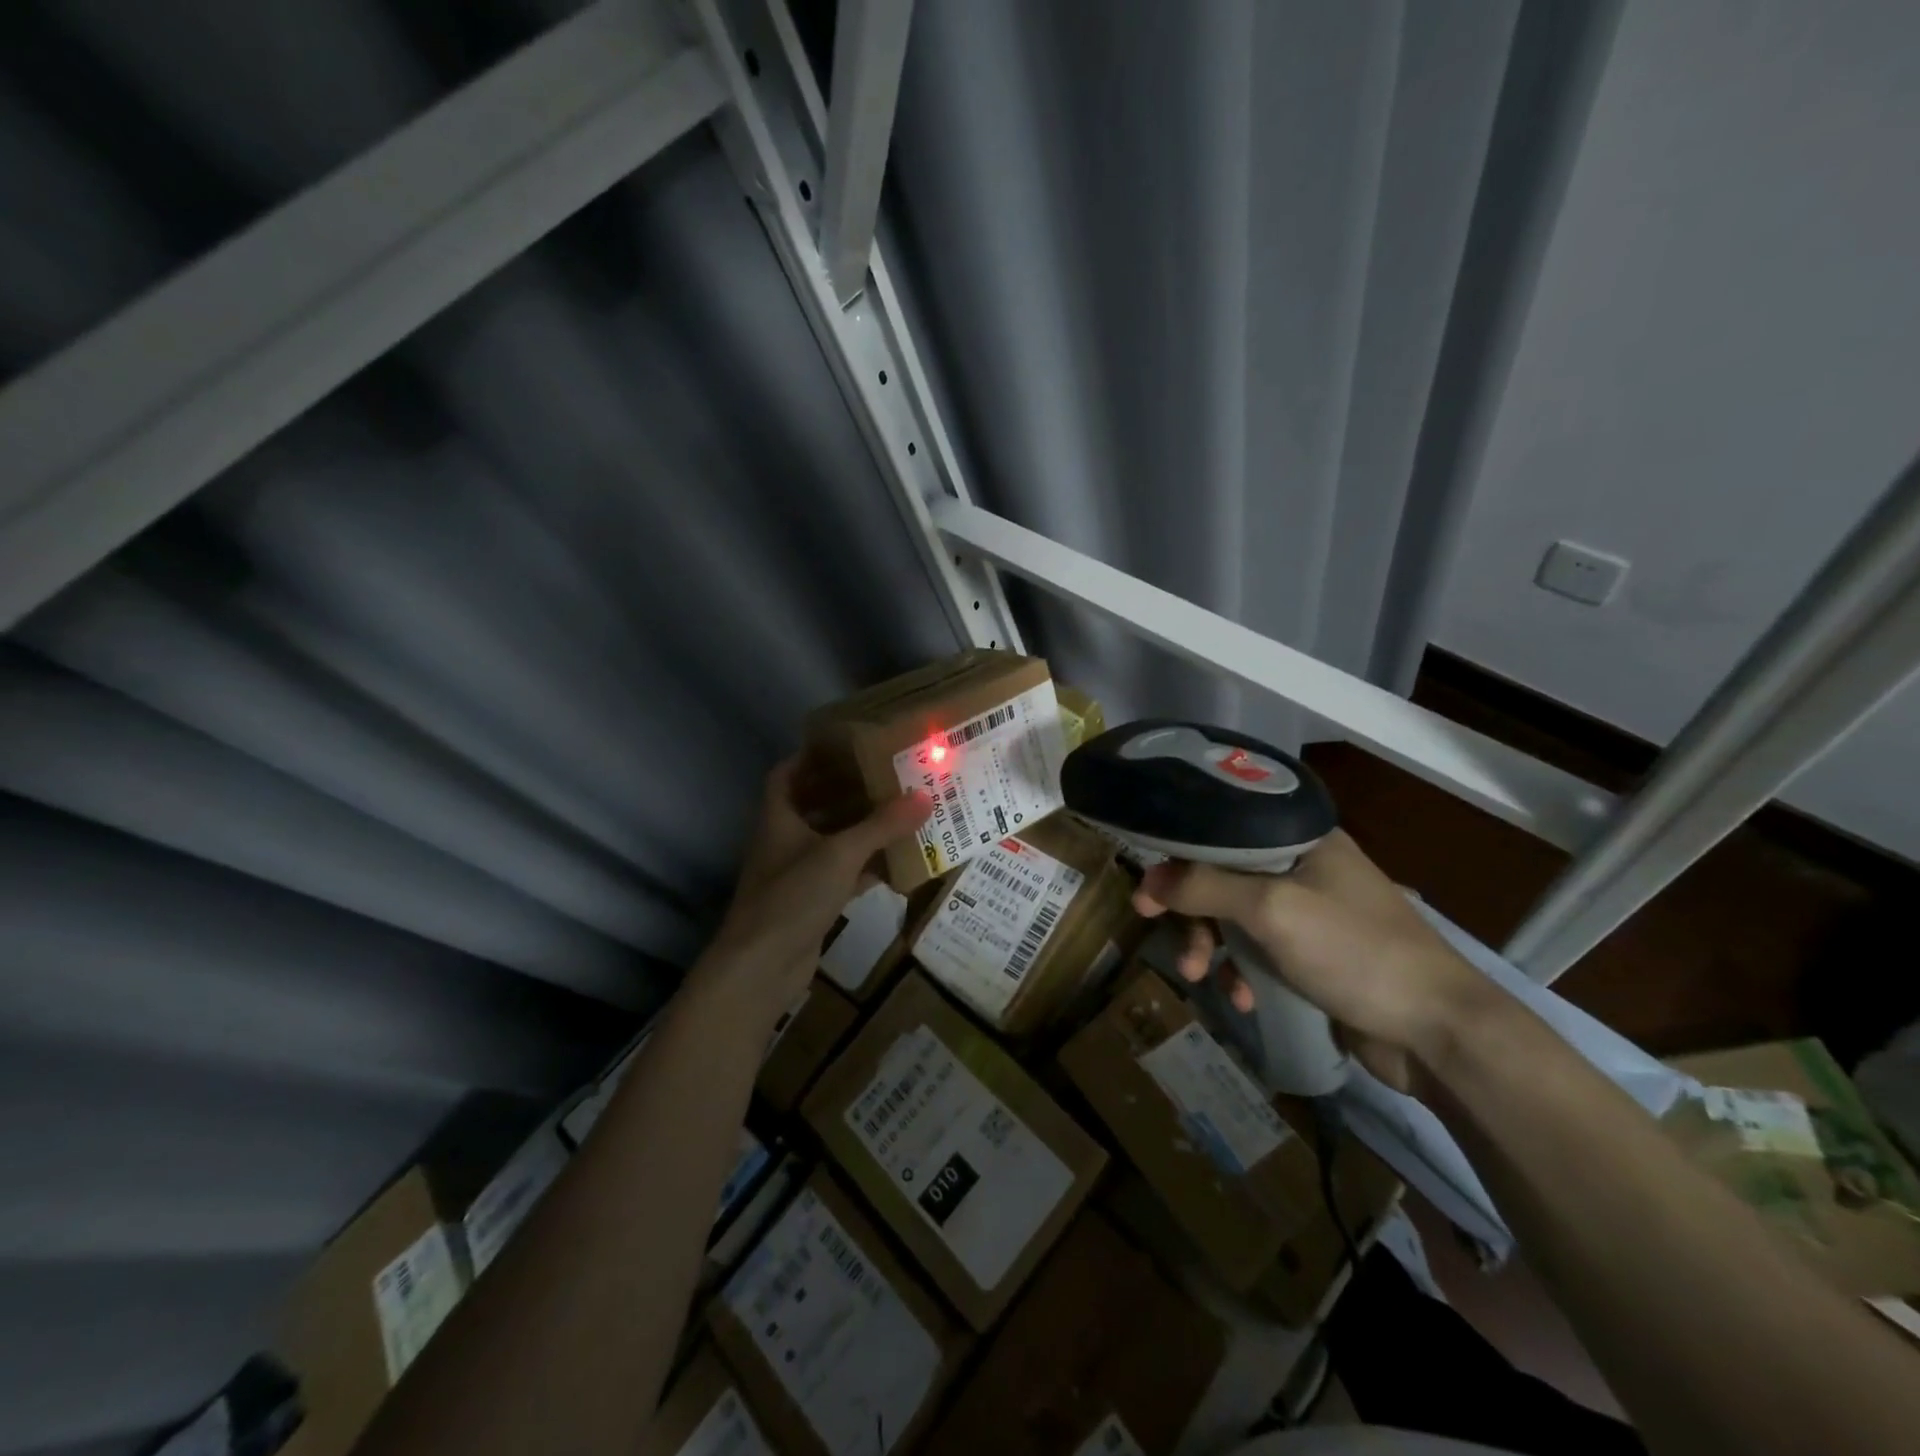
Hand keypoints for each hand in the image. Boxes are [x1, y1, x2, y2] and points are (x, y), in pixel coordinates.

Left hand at [696, 755, 930, 1022]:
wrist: (761, 967)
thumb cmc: (793, 896)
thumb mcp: (841, 854)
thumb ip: (882, 826)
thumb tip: (924, 796)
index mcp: (779, 817)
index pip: (787, 774)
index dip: (810, 756)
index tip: (845, 746)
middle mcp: (784, 840)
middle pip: (814, 804)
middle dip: (847, 790)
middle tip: (886, 775)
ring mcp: (796, 873)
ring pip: (831, 840)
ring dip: (861, 828)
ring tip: (899, 811)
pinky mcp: (811, 902)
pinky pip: (843, 874)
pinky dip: (866, 866)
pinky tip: (897, 862)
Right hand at [1132, 830, 1488, 1091]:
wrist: (1439, 1032)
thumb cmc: (1356, 952)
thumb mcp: (1272, 910)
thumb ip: (1206, 887)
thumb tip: (1148, 879)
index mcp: (1300, 838)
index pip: (1221, 831)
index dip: (1178, 858)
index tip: (1147, 892)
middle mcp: (1303, 866)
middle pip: (1223, 877)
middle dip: (1192, 913)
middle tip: (1167, 941)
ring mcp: (1310, 912)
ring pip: (1236, 917)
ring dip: (1212, 947)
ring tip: (1203, 978)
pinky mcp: (1314, 954)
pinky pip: (1259, 951)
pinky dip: (1243, 972)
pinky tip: (1244, 1000)